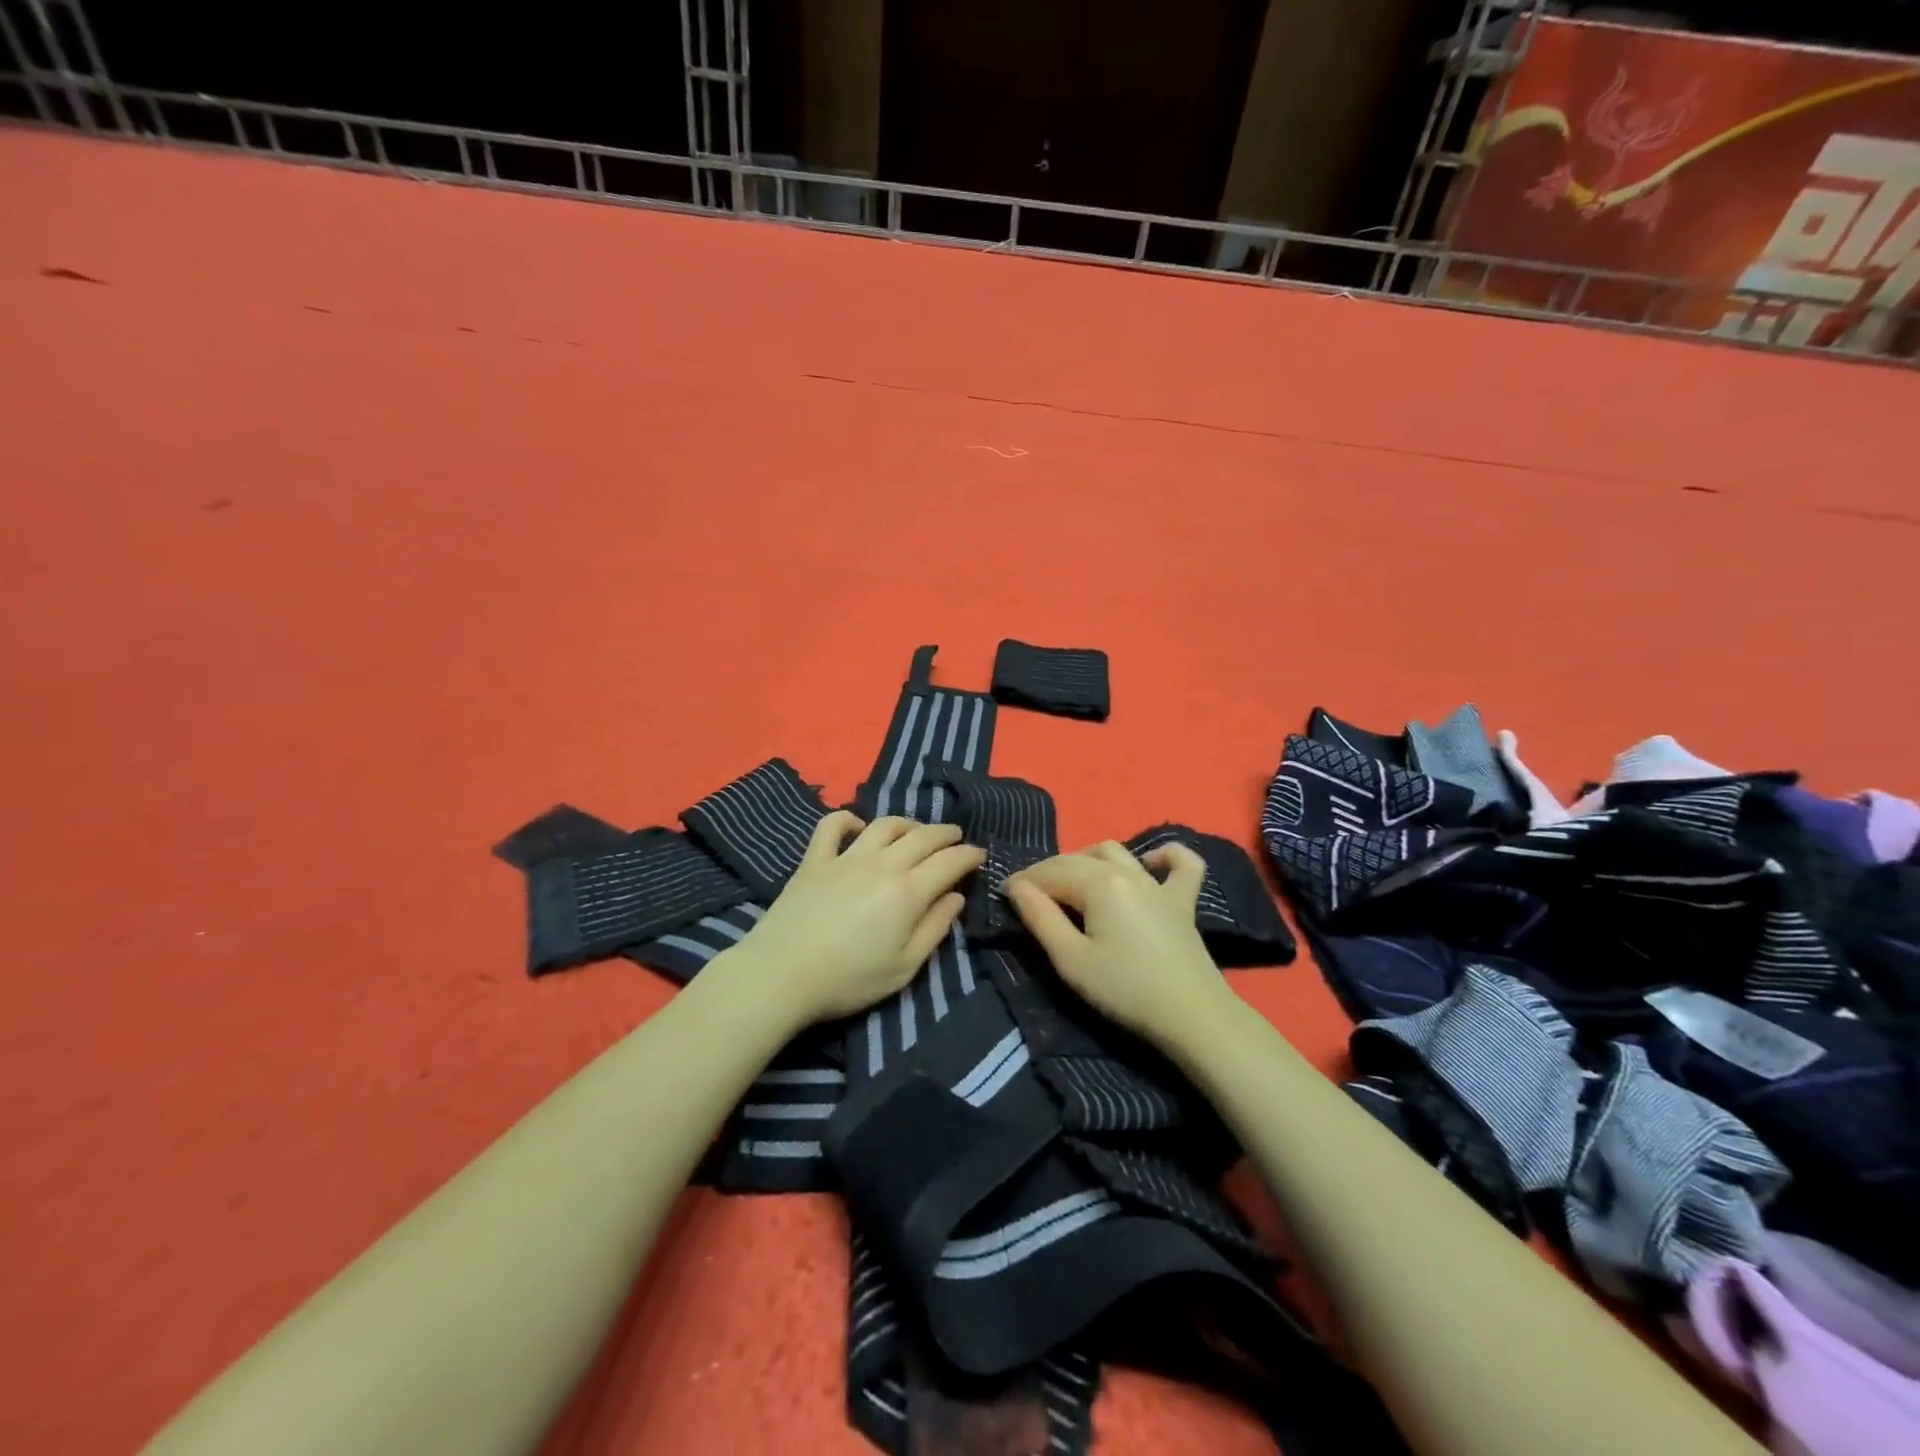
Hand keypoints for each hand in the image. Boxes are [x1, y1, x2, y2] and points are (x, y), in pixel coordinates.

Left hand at [724, 811, 984, 1026]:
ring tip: (916, 830)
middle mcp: (881, 864)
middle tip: (956, 838)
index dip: (969, 855)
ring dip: (906, 823)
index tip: (979, 856)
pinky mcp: (814, 860)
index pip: (949, 861)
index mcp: (908, 891)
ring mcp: (845, 857)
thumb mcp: (904, 967)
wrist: (781, 976)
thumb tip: (955, 898)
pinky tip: (856, 826)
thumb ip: (934, 929)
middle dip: (945, 833)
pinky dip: (847, 819)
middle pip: (922, 836)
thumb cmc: (848, 980)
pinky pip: (831, 826)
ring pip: (883, 824)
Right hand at [1005, 841, 1234, 1043]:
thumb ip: (1040, 918)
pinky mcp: (1183, 901)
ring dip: (1087, 859)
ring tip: (1072, 884)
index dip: (1024, 881)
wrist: (1192, 1016)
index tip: (1004, 895)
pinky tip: (1150, 863)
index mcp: (1098, 882)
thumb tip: (1017, 887)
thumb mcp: (1071, 960)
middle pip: (1077, 859)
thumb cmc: (1125, 990)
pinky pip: (1180, 864)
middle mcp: (1127, 871)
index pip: (1051, 872)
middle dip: (1048, 872)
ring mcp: (1158, 884)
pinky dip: (1164, 856)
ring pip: (1116, 852)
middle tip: (1029, 897)